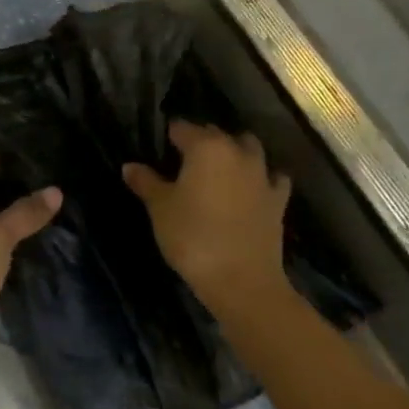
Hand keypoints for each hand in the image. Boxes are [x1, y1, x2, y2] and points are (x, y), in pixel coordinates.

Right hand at [124, 120, 290, 315]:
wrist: (242, 281)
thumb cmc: (193, 237)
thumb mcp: (160, 208)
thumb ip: (146, 182)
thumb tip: (129, 166)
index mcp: (206, 147)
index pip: (182, 128)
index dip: (168, 135)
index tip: (158, 147)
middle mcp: (237, 152)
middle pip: (216, 134)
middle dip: (200, 140)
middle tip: (181, 160)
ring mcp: (262, 175)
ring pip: (248, 148)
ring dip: (234, 151)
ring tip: (217, 169)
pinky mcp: (278, 200)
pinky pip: (271, 178)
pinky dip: (262, 177)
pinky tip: (252, 188)